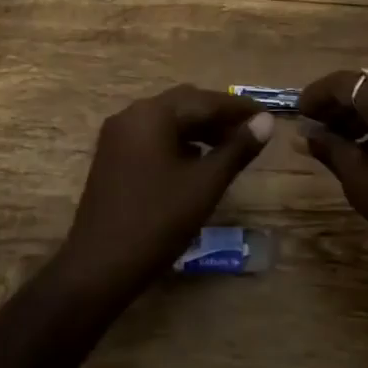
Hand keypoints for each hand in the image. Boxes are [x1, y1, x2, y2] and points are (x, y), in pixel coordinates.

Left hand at [58, 85, 274, 300]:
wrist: (99, 267)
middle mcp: (131, 115)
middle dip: (218, 116)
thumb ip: (237, 149)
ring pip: (167, 120)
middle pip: (184, 104)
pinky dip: (178, 141)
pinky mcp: (112, 157)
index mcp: (152, 114)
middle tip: (251, 133)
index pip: (205, 100)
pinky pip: (152, 136)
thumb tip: (266, 121)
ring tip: (229, 149)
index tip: (268, 116)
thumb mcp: (205, 184)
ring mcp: (117, 136)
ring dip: (199, 129)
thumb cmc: (157, 222)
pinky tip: (197, 162)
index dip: (239, 108)